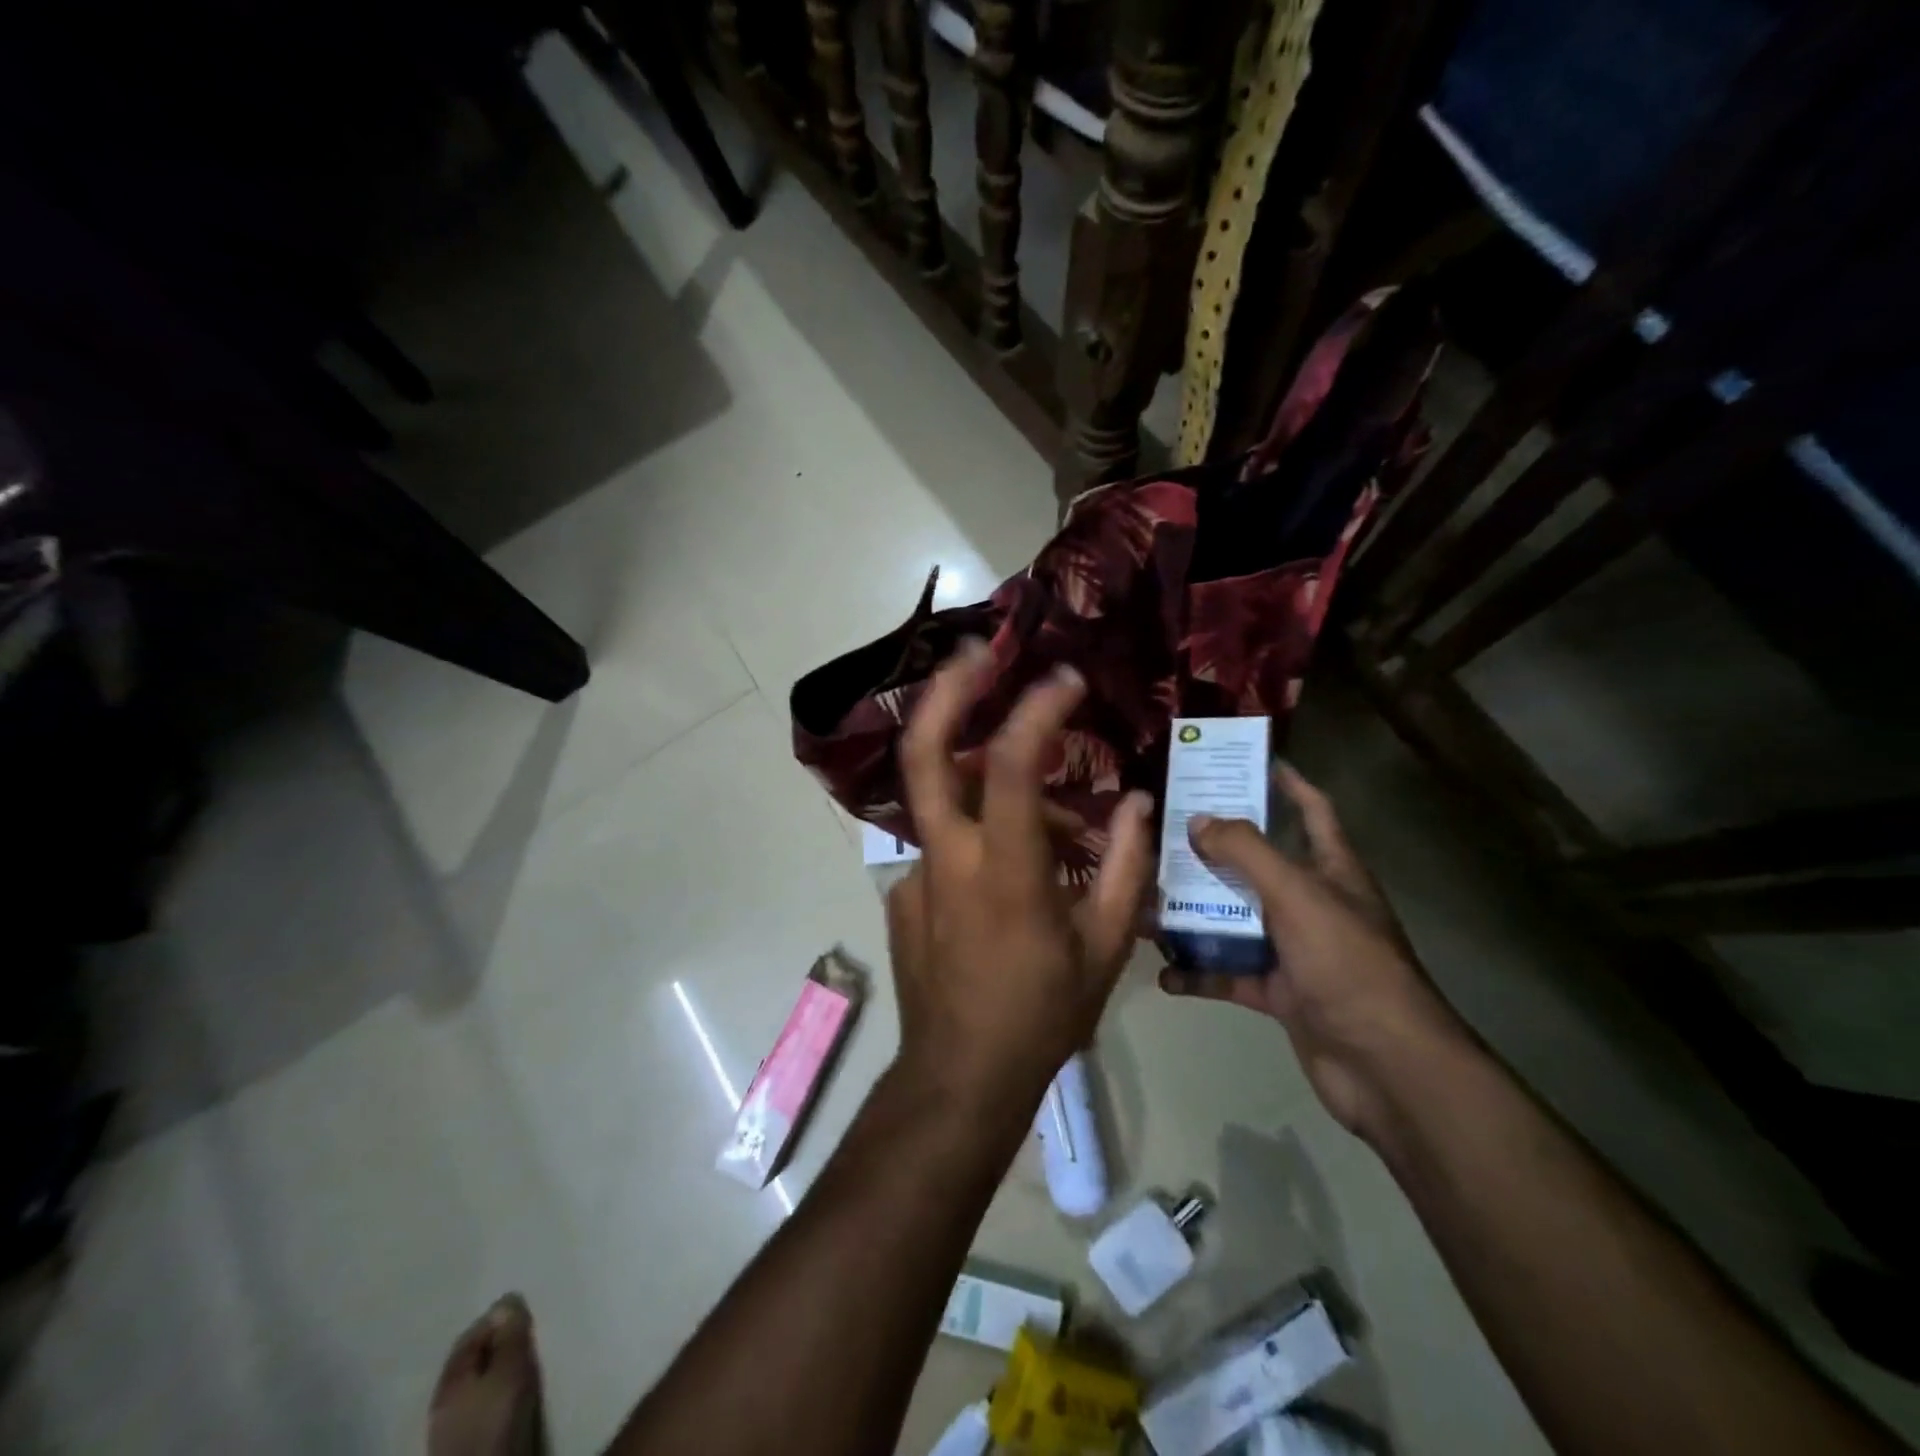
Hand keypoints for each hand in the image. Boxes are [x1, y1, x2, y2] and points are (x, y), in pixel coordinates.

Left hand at [886, 640, 1153, 1110]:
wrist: (960, 1076)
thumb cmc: (1043, 1014)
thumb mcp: (1106, 946)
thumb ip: (1126, 865)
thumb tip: (1136, 802)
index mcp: (1003, 870)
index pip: (1009, 765)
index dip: (1035, 712)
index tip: (1065, 680)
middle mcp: (947, 858)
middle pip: (924, 753)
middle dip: (944, 694)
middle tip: (973, 654)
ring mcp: (915, 874)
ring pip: (947, 801)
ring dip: (990, 788)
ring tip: (1055, 830)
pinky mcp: (903, 893)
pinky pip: (945, 844)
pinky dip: (980, 837)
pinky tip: (1014, 877)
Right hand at [1160, 765, 1466, 1139]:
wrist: (1385, 1066)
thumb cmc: (1347, 963)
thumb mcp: (1296, 895)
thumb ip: (1245, 852)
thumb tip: (1198, 819)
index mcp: (1332, 870)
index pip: (1312, 810)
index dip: (1285, 782)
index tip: (1244, 761)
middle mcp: (1313, 904)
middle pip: (1259, 864)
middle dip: (1215, 848)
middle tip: (1166, 829)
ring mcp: (1296, 950)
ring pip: (1236, 919)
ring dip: (1196, 911)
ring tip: (1148, 896)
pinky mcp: (1280, 992)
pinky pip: (1230, 973)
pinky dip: (1199, 972)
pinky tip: (1163, 971)